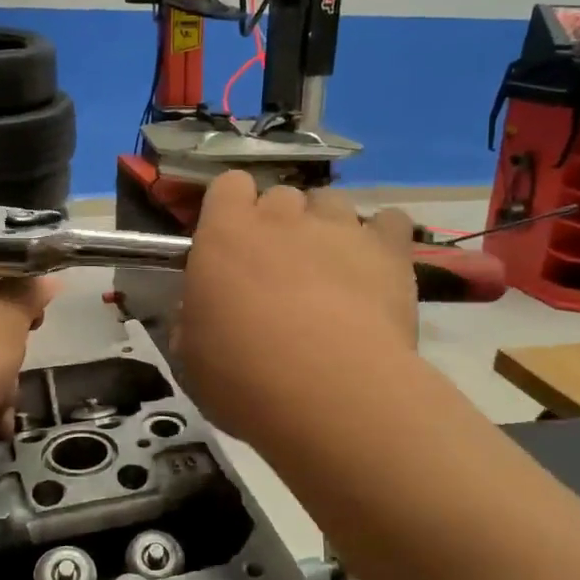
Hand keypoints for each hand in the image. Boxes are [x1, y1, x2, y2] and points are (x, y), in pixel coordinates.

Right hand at [173, 172, 416, 448]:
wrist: (332, 393)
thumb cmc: (245, 378)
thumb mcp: (190, 357)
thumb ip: (191, 321)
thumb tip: (197, 312)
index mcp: (225, 234)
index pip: (228, 185)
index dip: (232, 209)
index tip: (231, 243)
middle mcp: (282, 217)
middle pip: (281, 195)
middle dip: (279, 223)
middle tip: (279, 270)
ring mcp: (339, 228)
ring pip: (331, 202)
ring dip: (326, 226)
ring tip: (330, 269)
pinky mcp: (388, 250)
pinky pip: (389, 221)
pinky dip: (381, 237)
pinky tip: (376, 267)